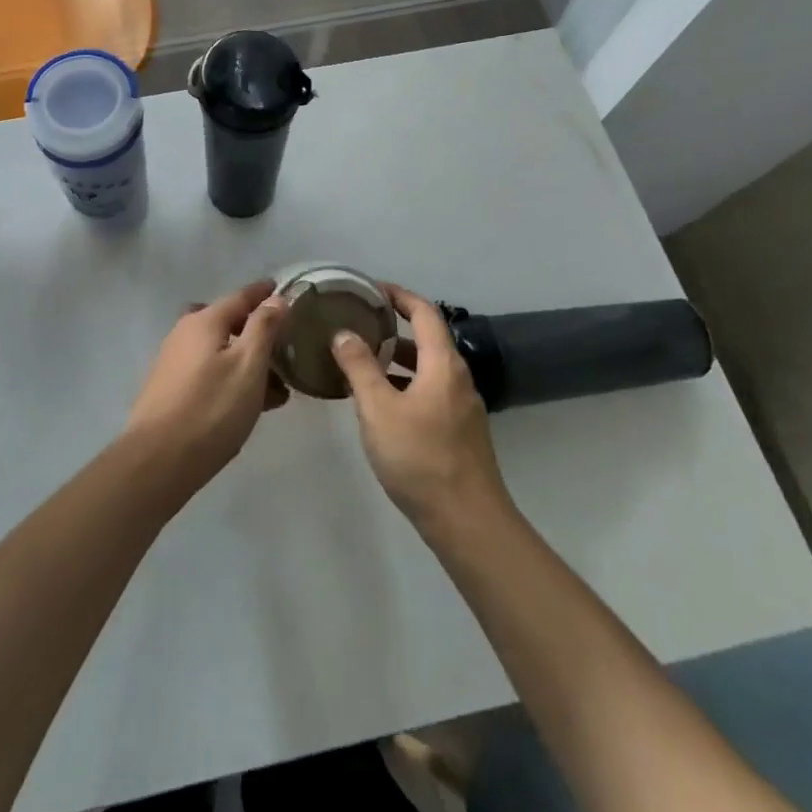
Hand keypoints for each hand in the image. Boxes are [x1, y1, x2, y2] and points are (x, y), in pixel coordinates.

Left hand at [124, 280, 289, 496]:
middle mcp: (184, 333)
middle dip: (254, 330)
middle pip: (225, 322)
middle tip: (282, 345)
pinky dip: (230, 377)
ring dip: (245, 360)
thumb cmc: (211, 408)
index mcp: (203, 321)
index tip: (282, 289)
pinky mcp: (169, 388)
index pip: (240, 296)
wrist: (158, 459)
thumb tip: (275, 298)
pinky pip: (208, 371)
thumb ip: (263, 328)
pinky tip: (246, 403)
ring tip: (275, 388)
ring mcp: (173, 361)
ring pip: (217, 350)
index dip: (263, 293)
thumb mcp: (248, 365)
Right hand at [331, 284, 511, 534]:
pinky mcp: (459, 432)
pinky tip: (379, 405)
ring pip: (426, 369)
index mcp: (442, 364)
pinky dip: (404, 386)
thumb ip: (359, 366)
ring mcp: (461, 407)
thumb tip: (343, 332)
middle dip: (392, 328)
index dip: (399, 295)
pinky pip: (429, 393)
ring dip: (396, 360)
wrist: (467, 521)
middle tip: (357, 324)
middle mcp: (457, 378)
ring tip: (360, 362)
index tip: (370, 289)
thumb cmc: (420, 457)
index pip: (424, 312)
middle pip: (427, 339)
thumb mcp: (378, 408)